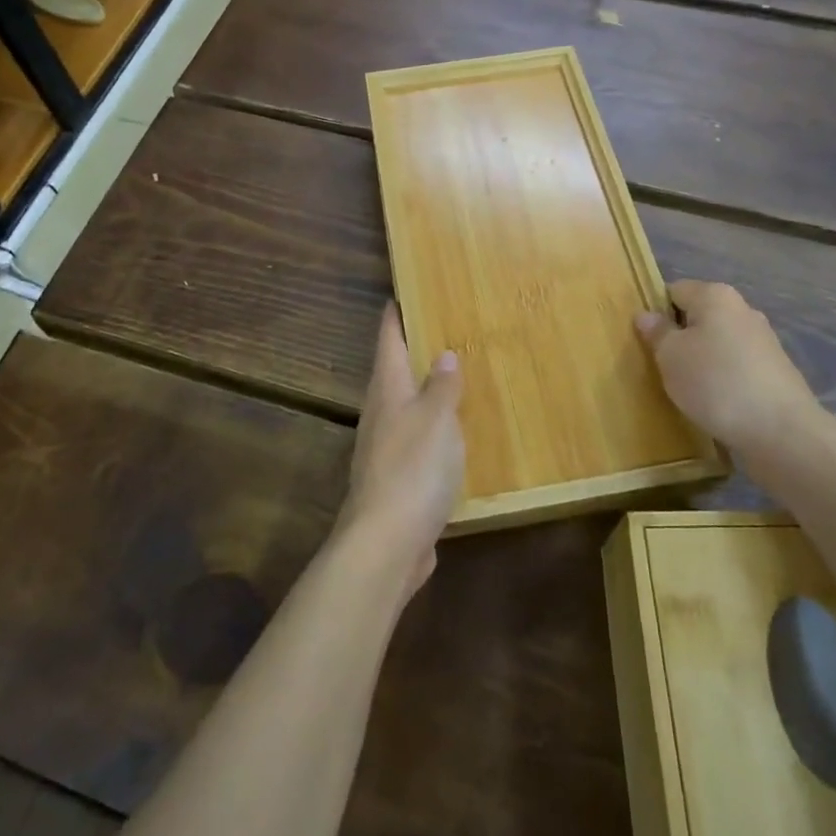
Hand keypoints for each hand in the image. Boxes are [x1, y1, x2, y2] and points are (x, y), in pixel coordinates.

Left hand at [336, 304, 465, 595]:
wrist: (386, 543)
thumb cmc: (413, 468)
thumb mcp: (437, 418)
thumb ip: (442, 386)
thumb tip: (443, 355)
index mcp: (388, 389)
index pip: (389, 340)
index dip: (395, 315)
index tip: (400, 292)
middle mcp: (381, 413)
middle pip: (394, 372)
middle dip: (413, 351)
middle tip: (442, 330)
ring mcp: (385, 448)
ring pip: (405, 407)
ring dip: (425, 391)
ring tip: (454, 378)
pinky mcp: (396, 479)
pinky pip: (416, 440)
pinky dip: (433, 429)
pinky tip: (452, 435)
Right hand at [636, 281, 823, 461]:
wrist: (783, 433)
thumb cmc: (716, 382)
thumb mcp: (670, 356)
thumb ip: (656, 332)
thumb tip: (647, 316)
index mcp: (715, 296)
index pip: (674, 290)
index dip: (655, 312)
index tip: (644, 340)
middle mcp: (742, 309)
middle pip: (698, 316)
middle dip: (679, 337)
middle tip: (660, 365)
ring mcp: (763, 341)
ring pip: (717, 342)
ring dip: (700, 360)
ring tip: (686, 388)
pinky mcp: (774, 371)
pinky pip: (735, 365)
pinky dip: (722, 378)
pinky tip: (714, 401)